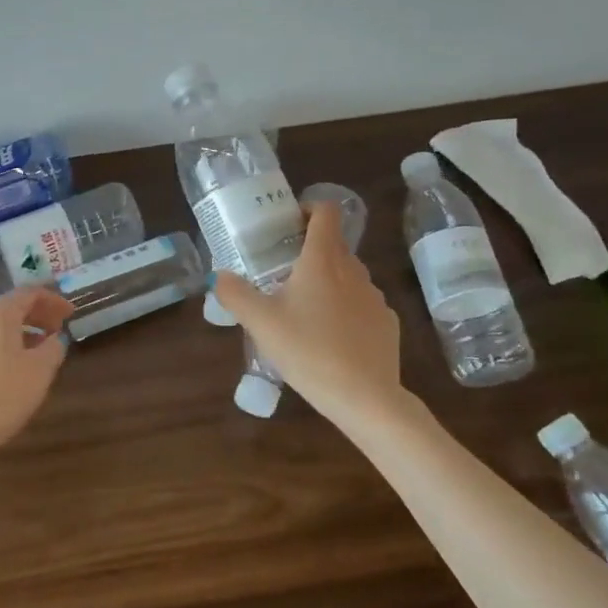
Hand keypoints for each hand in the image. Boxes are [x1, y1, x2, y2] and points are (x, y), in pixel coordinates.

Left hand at [0, 286, 73, 465]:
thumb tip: (55, 339)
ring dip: (25, 331)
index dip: (53, 300)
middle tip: (60, 328)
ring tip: (44, 349)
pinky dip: (9, 346)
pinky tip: (18, 369)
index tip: (71, 313)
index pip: (28, 293)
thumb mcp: (41, 369)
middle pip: (12, 307)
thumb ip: (54, 348)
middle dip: (39, 314)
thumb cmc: (4, 394)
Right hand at [213, 201, 405, 428]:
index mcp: (323, 260)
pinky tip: (330, 340)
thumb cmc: (309, 351)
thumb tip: (219, 276)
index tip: (286, 227)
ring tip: (303, 312)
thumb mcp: (260, 323)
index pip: (325, 211)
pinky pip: (362, 305)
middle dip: (309, 252)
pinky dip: (345, 311)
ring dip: (327, 283)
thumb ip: (235, 294)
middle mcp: (354, 270)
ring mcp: (375, 297)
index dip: (306, 209)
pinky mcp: (388, 323)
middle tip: (281, 274)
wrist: (365, 398)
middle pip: (334, 244)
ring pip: (348, 276)